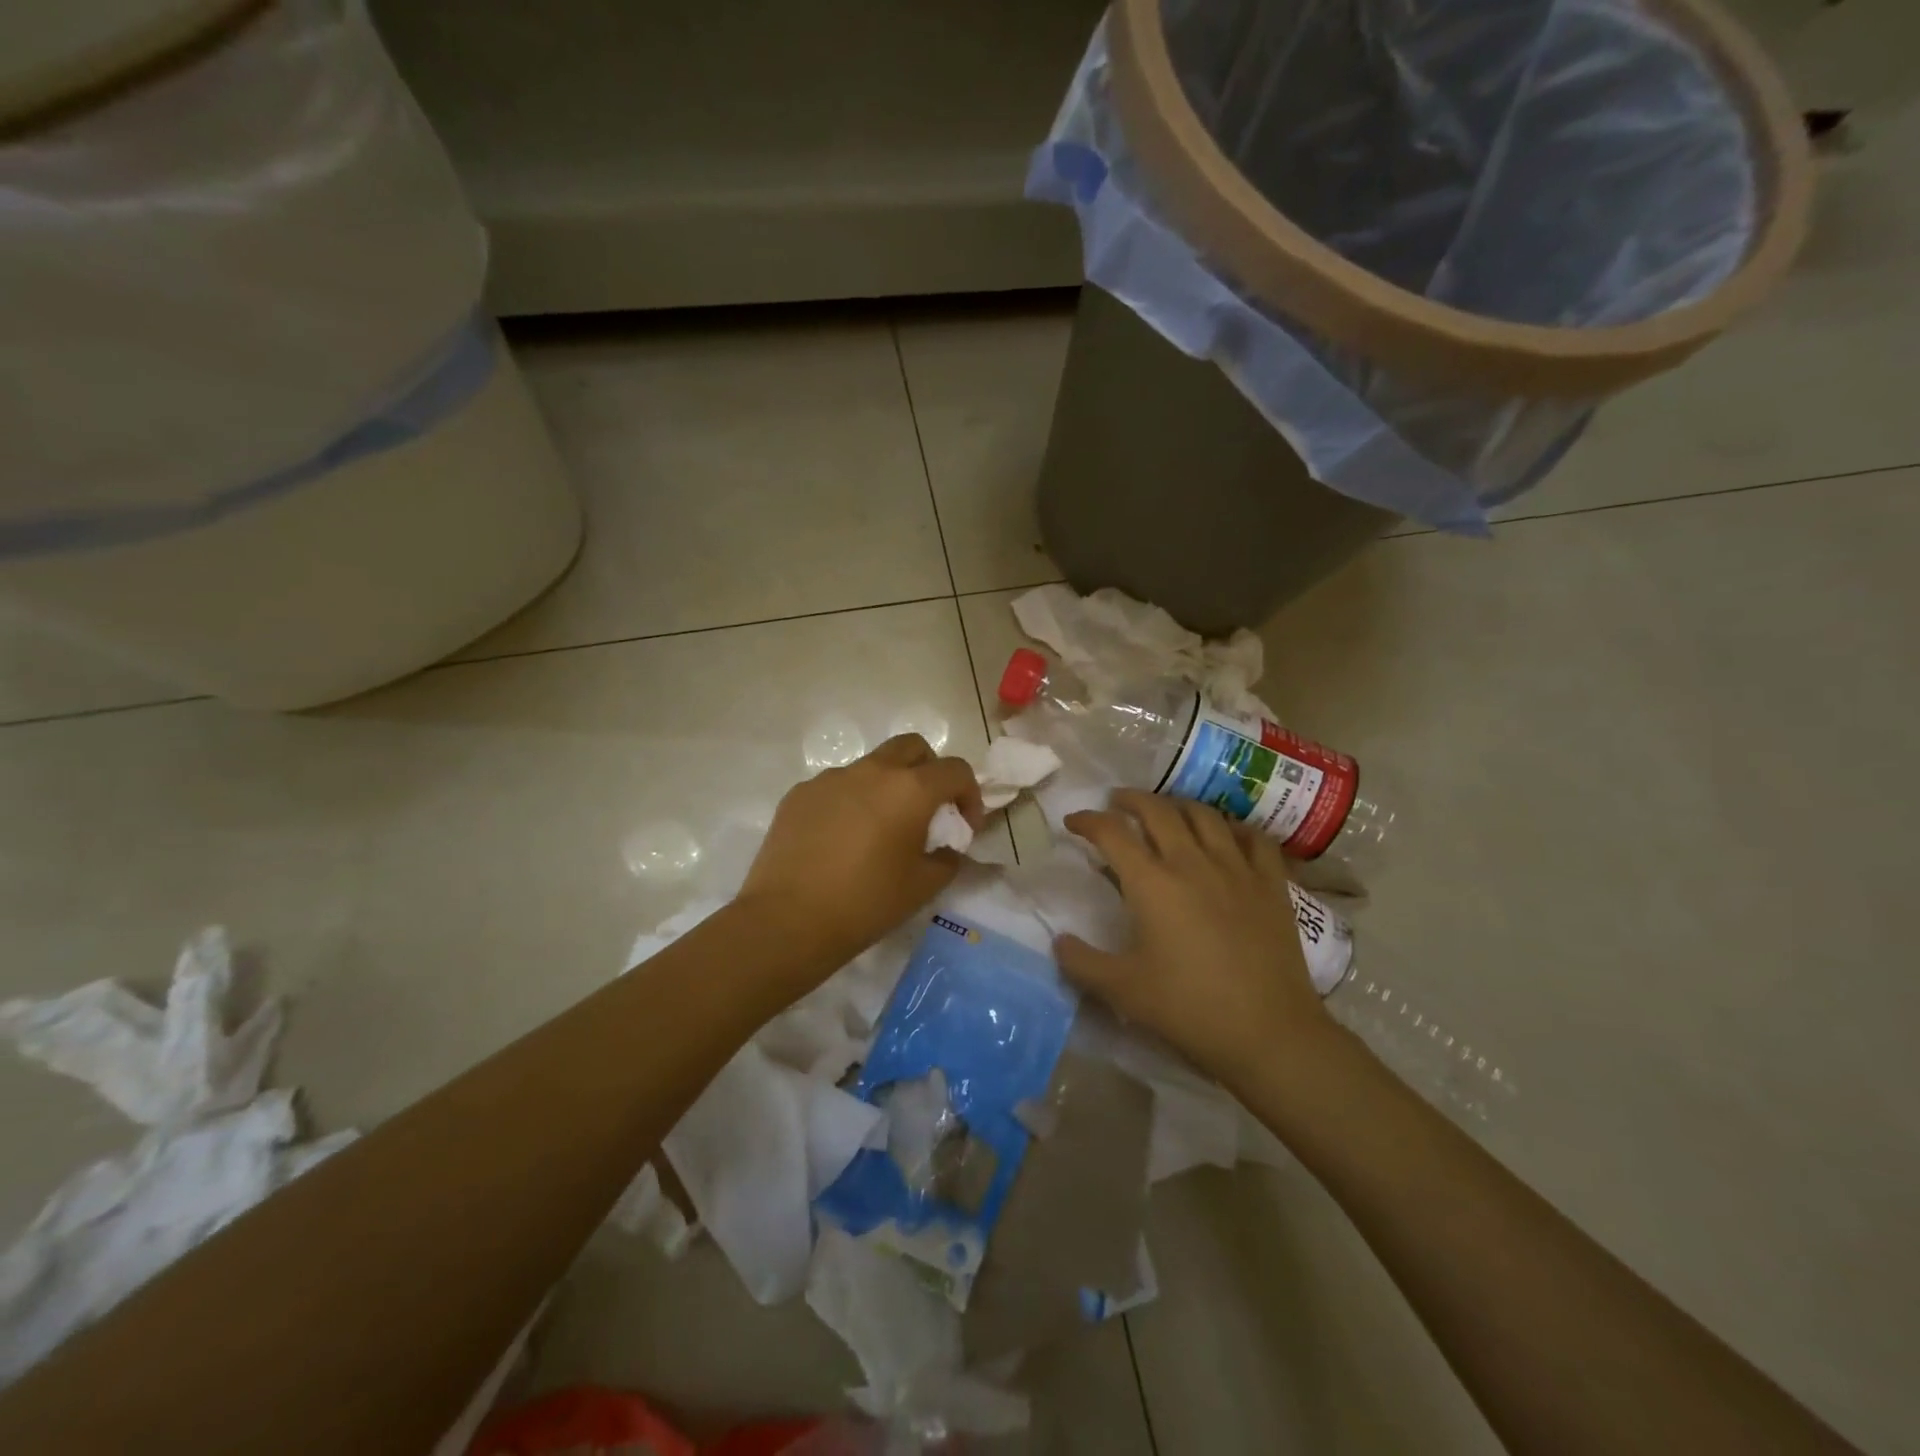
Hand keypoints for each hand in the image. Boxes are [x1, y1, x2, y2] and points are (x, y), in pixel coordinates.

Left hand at [738, 734, 983, 969]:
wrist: (787, 920)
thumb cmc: (866, 903)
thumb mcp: (923, 887)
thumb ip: (947, 858)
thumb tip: (947, 847)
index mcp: (909, 789)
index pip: (955, 770)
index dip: (969, 795)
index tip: (964, 827)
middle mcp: (871, 771)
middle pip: (912, 747)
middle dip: (929, 771)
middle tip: (927, 810)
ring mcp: (831, 778)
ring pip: (871, 765)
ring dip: (887, 786)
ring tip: (880, 829)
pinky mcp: (799, 793)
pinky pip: (837, 786)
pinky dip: (851, 801)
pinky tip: (841, 839)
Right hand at [1058, 790, 1336, 1090]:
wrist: (1269, 1032)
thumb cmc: (1189, 1008)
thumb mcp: (1123, 990)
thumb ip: (1082, 962)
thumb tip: (1058, 941)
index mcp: (1152, 883)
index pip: (1112, 833)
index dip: (1088, 821)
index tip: (1073, 821)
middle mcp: (1192, 862)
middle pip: (1158, 810)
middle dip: (1131, 800)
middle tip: (1116, 803)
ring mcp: (1237, 868)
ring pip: (1204, 815)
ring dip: (1177, 805)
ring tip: (1166, 811)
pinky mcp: (1271, 883)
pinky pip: (1254, 838)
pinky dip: (1234, 827)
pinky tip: (1226, 834)